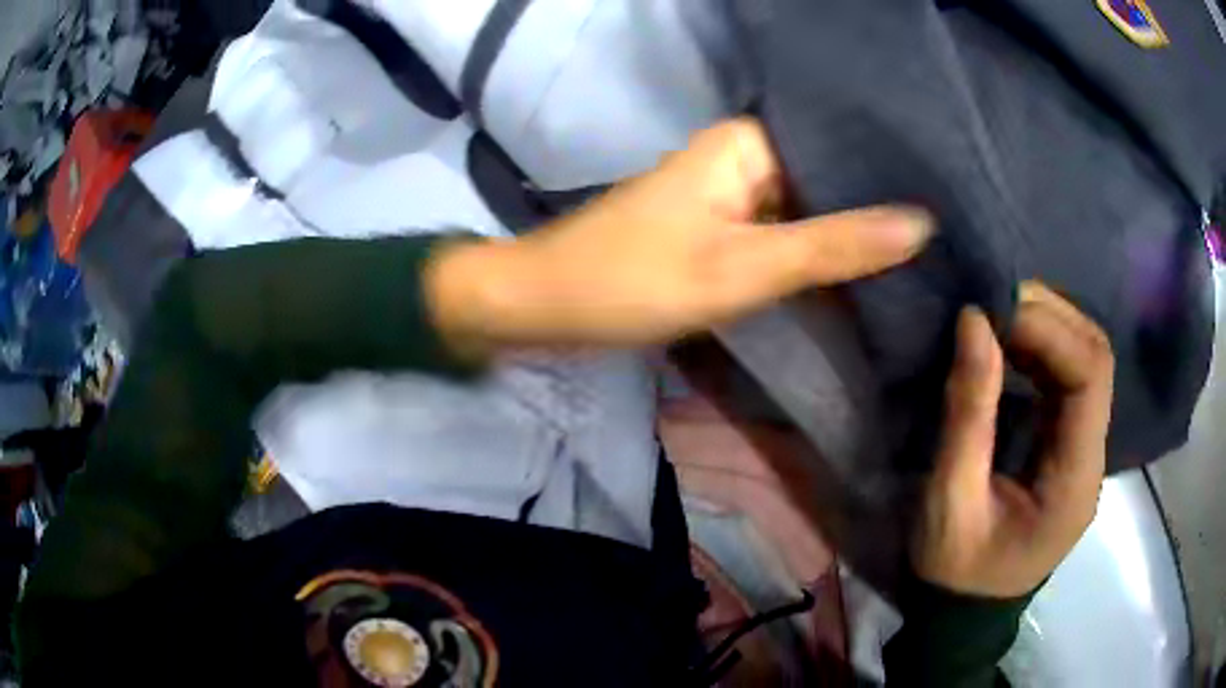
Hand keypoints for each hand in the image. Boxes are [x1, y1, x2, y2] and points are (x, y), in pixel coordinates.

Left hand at [426, 118, 931, 351]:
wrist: (549, 305)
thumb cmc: (634, 279)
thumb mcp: (743, 266)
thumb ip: (835, 245)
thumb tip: (923, 224)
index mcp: (750, 144)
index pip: (842, 151)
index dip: (892, 182)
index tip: (948, 210)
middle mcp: (745, 157)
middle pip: (828, 183)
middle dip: (876, 217)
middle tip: (944, 249)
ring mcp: (731, 194)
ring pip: (807, 213)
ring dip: (848, 240)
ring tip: (921, 265)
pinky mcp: (719, 228)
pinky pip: (781, 236)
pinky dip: (813, 258)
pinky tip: (859, 279)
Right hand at [914, 283, 1114, 597]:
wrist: (965, 613)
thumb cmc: (956, 572)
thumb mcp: (951, 500)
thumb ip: (968, 412)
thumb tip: (973, 321)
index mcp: (1077, 477)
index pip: (1091, 374)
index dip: (1049, 329)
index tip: (993, 309)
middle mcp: (1094, 454)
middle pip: (1096, 357)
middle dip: (1049, 316)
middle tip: (993, 300)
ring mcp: (1085, 449)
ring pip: (1085, 360)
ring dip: (1044, 326)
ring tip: (996, 315)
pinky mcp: (1068, 446)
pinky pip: (1067, 380)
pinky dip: (1039, 350)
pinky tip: (1007, 345)